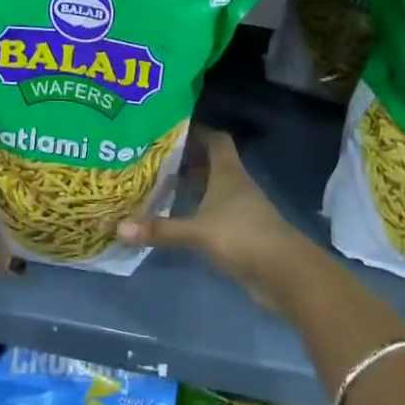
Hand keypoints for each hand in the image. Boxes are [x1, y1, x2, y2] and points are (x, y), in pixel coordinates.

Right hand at [116, 126, 319, 310]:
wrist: (285, 274)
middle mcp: (236, 185)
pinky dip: (197, 211)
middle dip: (185, 160)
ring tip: (158, 185)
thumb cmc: (243, 237)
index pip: (215, 140)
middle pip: (211, 163)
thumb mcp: (197, 232)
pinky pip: (214, 213)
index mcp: (229, 173)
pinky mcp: (241, 233)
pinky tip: (177, 217)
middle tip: (152, 159)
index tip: (169, 131)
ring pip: (213, 189)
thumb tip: (119, 228)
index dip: (196, 132)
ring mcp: (240, 210)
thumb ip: (160, 229)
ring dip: (191, 187)